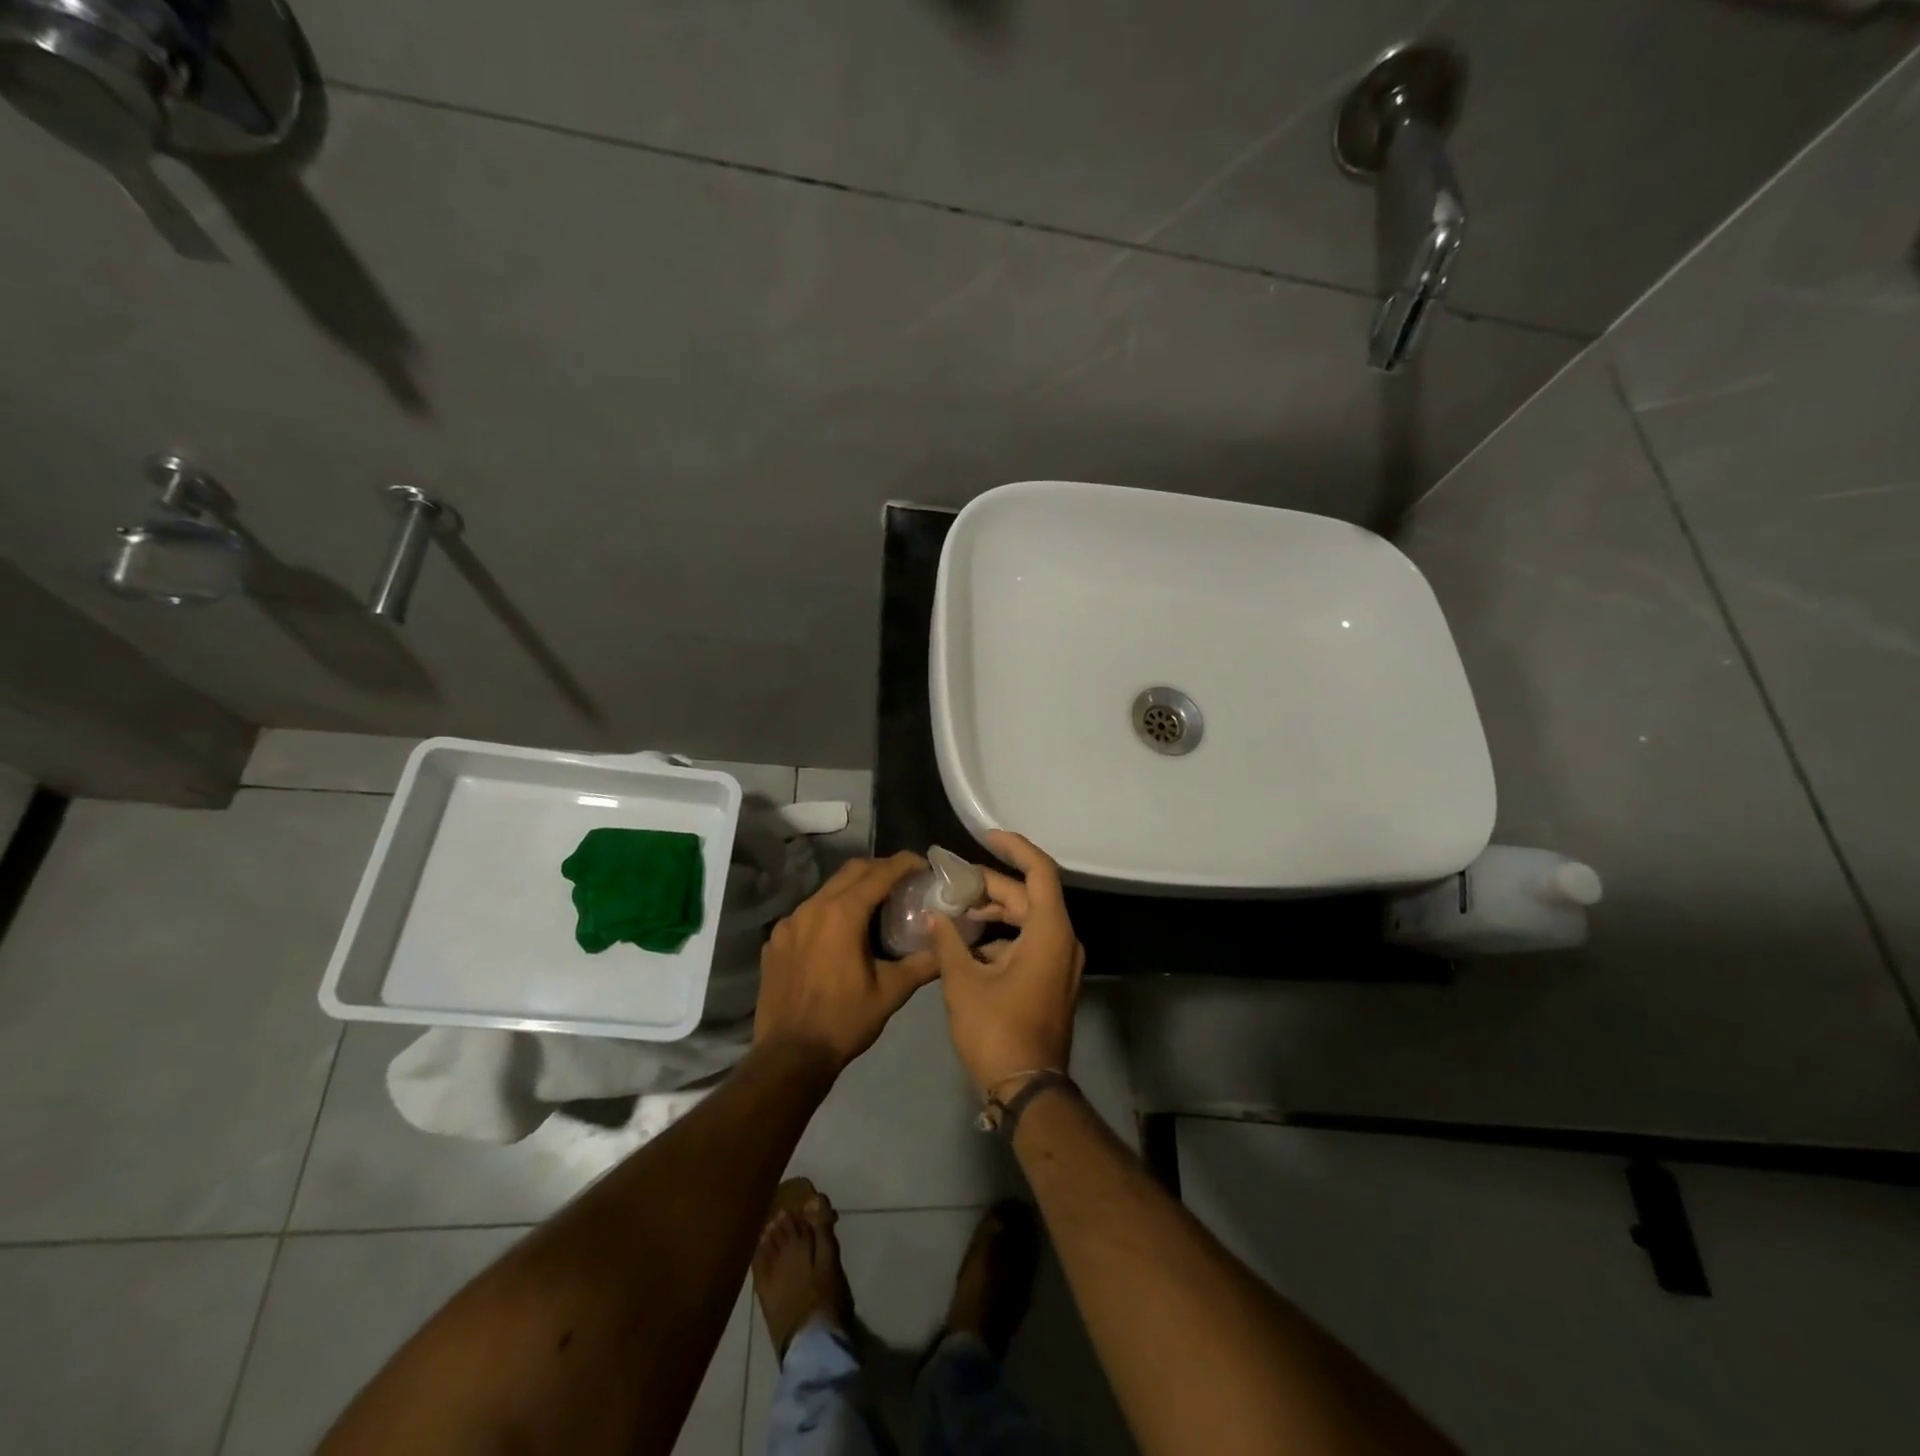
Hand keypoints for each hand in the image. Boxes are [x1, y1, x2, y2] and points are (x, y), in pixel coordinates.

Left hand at [755, 853, 939, 1072]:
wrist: (789, 1057)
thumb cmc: (844, 1021)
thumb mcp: (891, 992)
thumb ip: (923, 963)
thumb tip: (948, 945)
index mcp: (842, 913)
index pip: (879, 873)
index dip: (904, 863)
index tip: (923, 865)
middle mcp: (812, 907)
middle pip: (851, 872)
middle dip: (880, 869)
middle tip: (904, 882)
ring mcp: (788, 923)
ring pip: (826, 891)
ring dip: (853, 891)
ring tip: (874, 908)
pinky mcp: (775, 941)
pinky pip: (806, 914)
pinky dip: (828, 914)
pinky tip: (838, 938)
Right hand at [928, 831, 1084, 1092]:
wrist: (1027, 1089)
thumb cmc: (996, 1030)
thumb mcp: (963, 982)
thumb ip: (948, 941)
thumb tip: (934, 916)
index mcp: (1050, 932)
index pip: (1039, 871)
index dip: (1014, 847)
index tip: (986, 836)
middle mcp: (1063, 940)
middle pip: (1028, 896)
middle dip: (990, 885)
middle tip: (952, 880)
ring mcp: (1060, 962)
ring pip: (1027, 919)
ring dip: (994, 911)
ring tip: (954, 908)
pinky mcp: (1051, 979)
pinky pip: (1029, 941)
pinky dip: (1001, 935)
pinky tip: (967, 940)